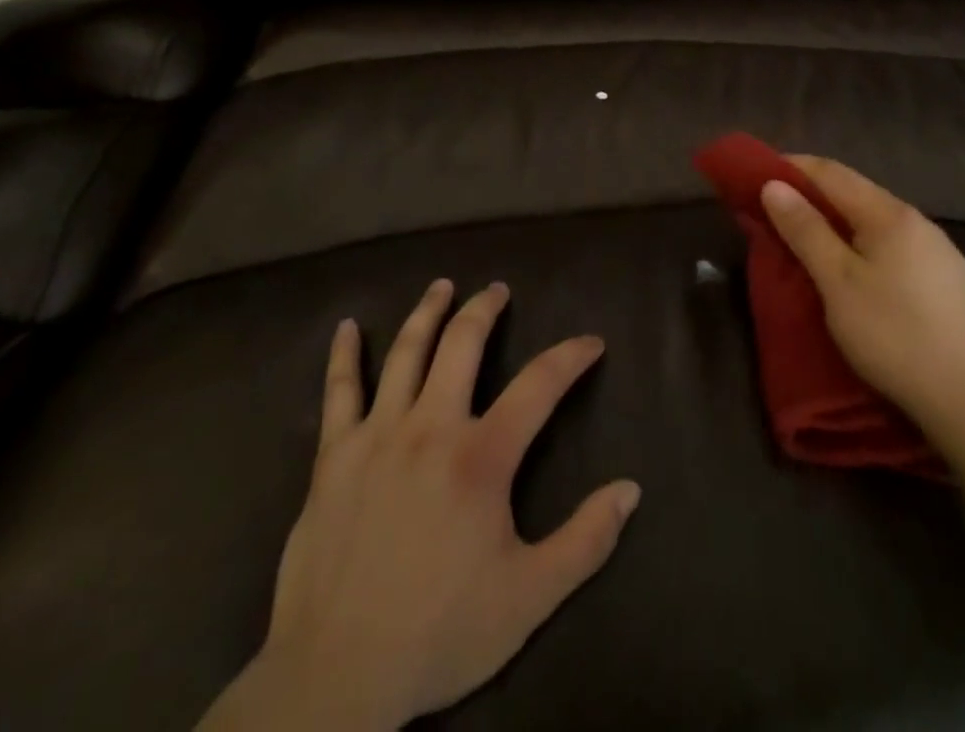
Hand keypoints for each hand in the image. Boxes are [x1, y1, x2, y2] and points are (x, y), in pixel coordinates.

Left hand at [199, 280, 640, 731]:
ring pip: (406, 353)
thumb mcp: (529, 598)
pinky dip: (344, 355)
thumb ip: (585, 540)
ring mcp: (377, 436)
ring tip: (444, 286)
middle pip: (463, 345)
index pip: (539, 385)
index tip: (591, 343)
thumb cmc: (439, 634)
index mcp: (480, 457)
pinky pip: (339, 392)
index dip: (571, 357)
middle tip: (499, 289)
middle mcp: (430, 428)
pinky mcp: (333, 457)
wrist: (335, 679)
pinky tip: (347, 326)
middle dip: (485, 310)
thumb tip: (631, 488)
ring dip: (428, 312)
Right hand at [760, 157, 964, 433]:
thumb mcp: (837, 282)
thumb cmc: (890, 334)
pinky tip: (863, 267)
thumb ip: (805, 230)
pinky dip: (868, 242)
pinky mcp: (951, 279)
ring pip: (879, 220)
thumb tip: (774, 185)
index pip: (833, 173)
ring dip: (843, 219)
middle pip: (858, 193)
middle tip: (780, 209)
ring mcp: (941, 250)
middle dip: (817, 194)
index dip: (795, 167)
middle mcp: (919, 221)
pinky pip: (898, 245)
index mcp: (890, 214)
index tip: (761, 173)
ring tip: (815, 237)